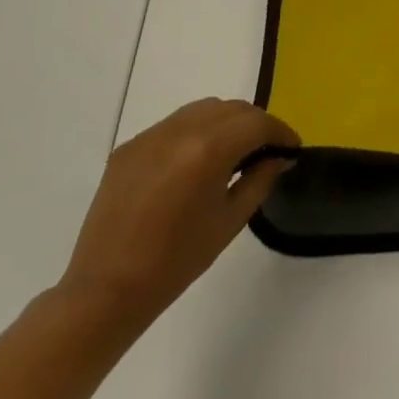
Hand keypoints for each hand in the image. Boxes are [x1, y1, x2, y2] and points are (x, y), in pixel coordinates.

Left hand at [57, 98, 298, 332]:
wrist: (107, 289)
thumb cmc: (177, 261)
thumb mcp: (230, 221)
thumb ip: (259, 179)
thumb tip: (278, 158)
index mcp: (207, 151)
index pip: (257, 123)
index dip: (281, 132)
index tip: (292, 149)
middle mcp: (178, 132)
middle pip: (231, 108)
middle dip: (256, 124)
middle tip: (268, 150)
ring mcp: (149, 137)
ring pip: (202, 109)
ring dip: (227, 122)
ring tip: (234, 151)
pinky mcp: (129, 147)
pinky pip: (174, 124)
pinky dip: (196, 131)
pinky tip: (197, 161)